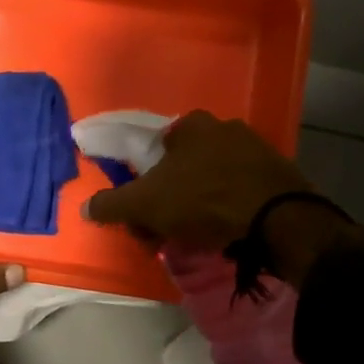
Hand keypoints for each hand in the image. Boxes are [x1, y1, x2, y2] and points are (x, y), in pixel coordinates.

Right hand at [84, 110, 363, 281]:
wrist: (276, 217)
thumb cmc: (202, 200)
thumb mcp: (144, 204)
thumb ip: (111, 205)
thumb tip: (85, 207)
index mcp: (190, 126)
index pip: (153, 152)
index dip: (142, 186)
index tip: (143, 215)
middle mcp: (223, 127)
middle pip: (182, 169)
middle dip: (169, 200)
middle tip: (164, 233)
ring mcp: (255, 149)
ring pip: (210, 181)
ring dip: (196, 207)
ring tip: (195, 238)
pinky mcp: (277, 173)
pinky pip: (238, 192)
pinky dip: (227, 210)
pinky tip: (225, 232)